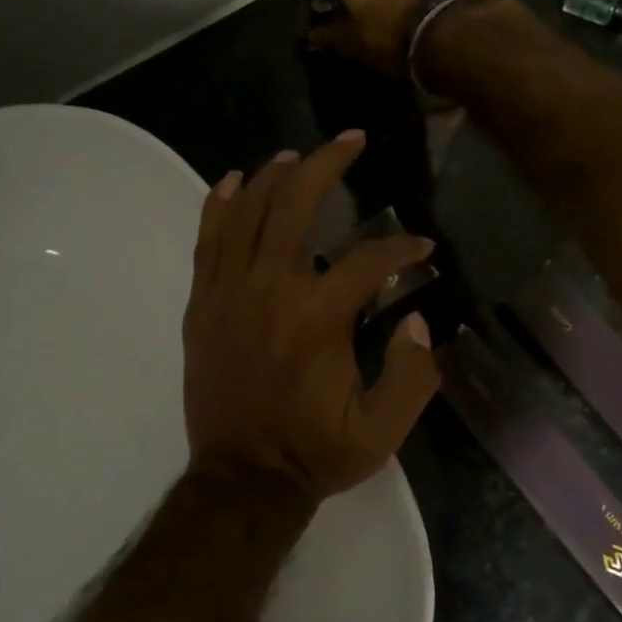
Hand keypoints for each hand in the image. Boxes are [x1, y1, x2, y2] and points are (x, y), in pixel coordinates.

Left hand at [183, 131, 441, 502]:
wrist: (243, 479)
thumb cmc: (314, 453)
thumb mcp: (383, 430)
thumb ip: (414, 374)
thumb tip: (420, 319)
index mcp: (318, 318)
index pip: (369, 260)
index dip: (401, 248)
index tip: (419, 247)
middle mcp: (270, 290)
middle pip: (296, 205)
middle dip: (329, 164)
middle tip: (351, 141)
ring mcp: (228, 293)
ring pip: (248, 212)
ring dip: (274, 176)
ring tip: (297, 156)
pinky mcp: (201, 305)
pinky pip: (207, 241)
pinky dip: (220, 205)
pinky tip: (234, 181)